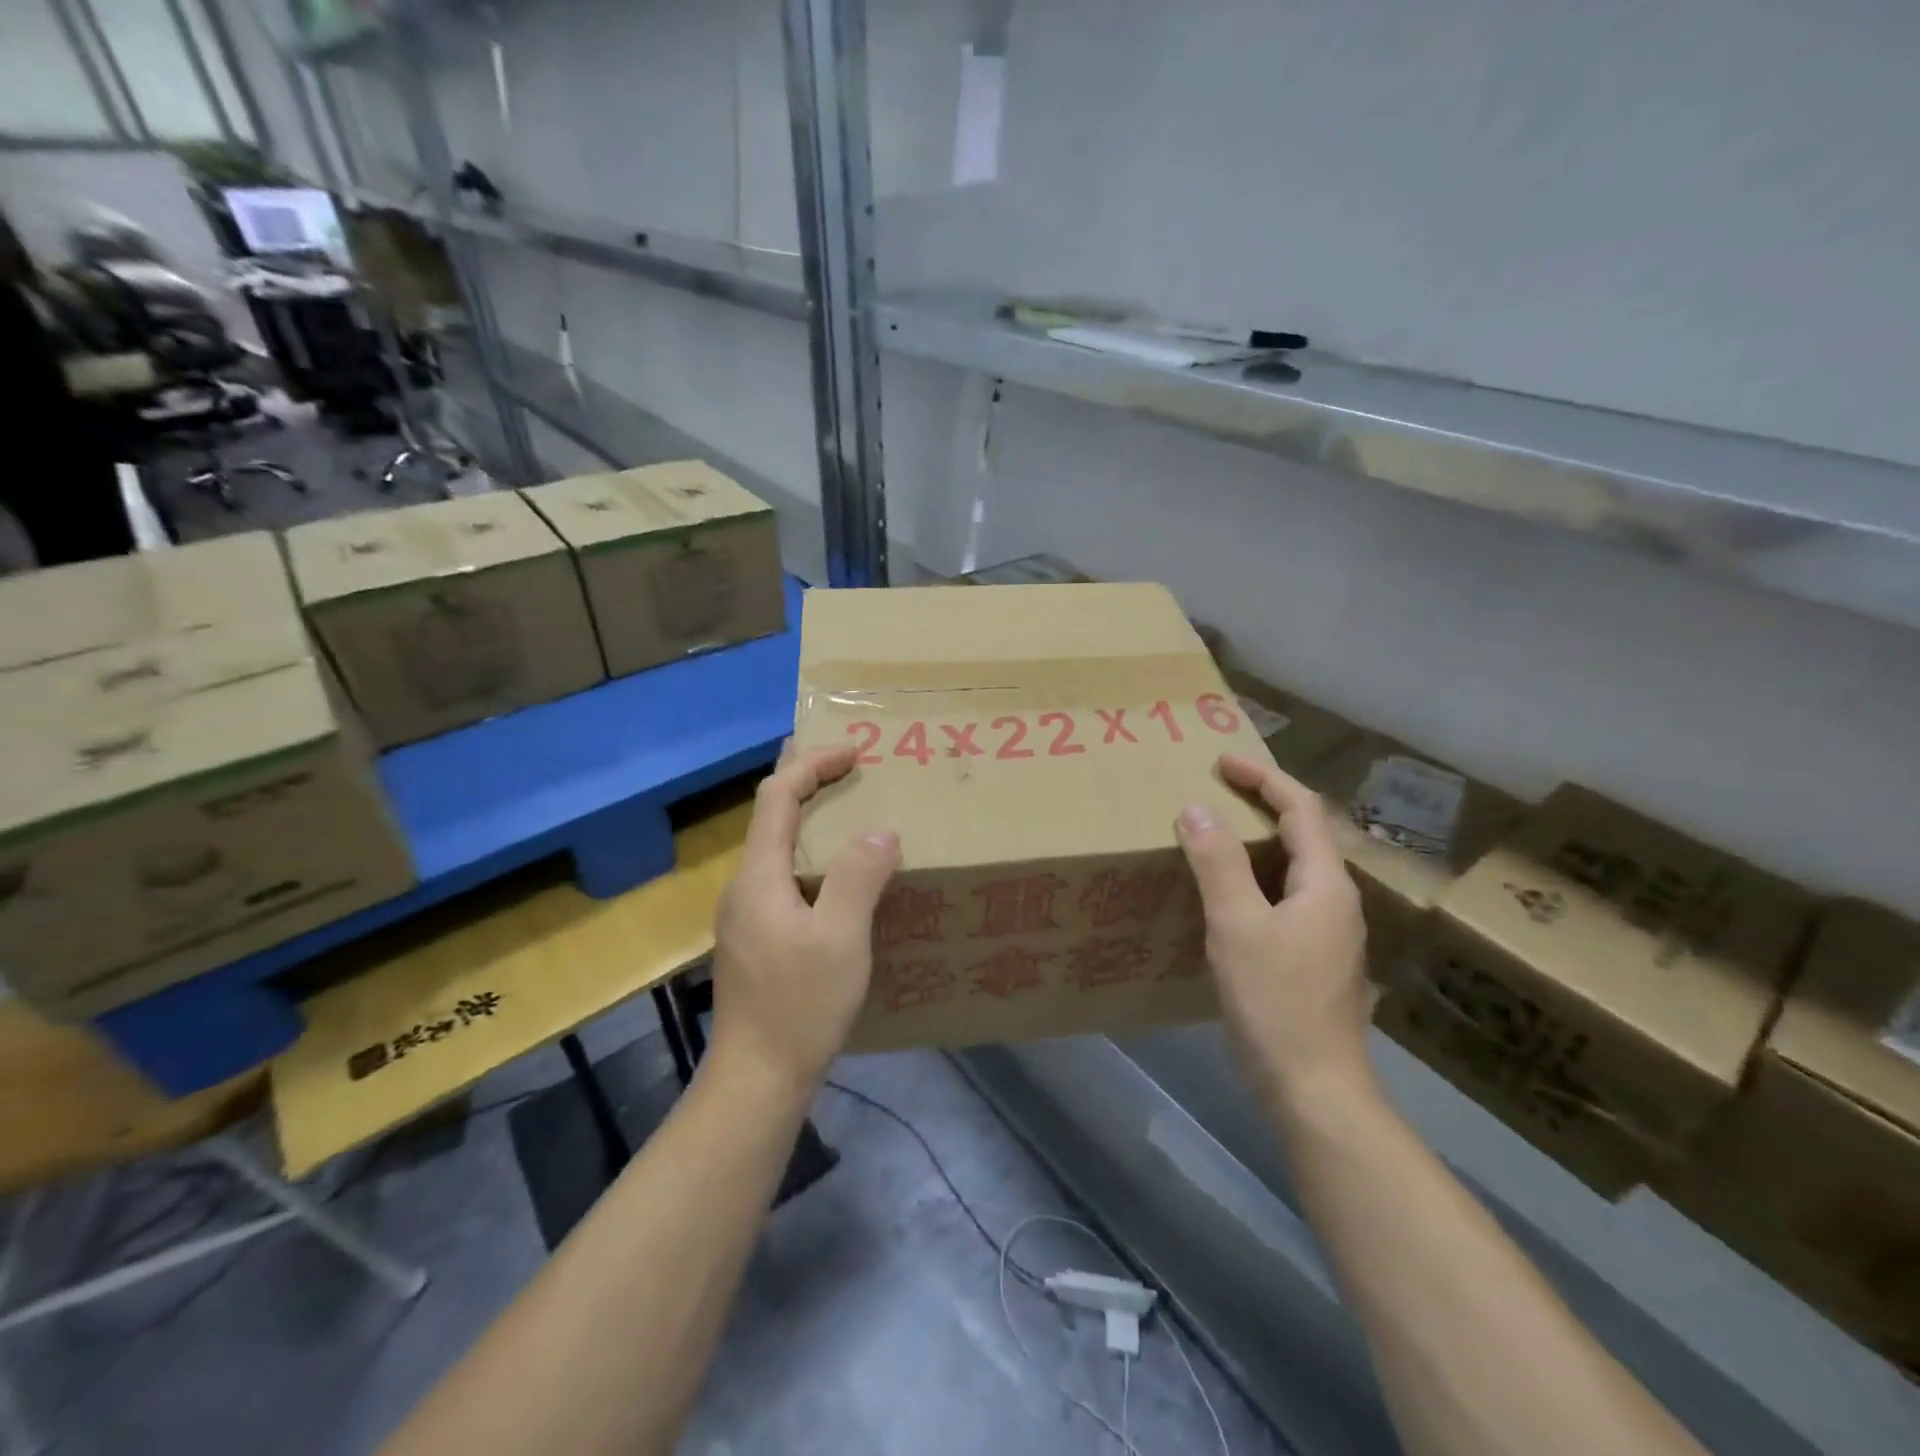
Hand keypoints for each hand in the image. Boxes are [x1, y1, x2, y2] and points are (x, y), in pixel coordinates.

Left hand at [710, 742, 900, 1096]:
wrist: (757, 1078)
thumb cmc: (799, 1005)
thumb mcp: (841, 938)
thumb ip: (859, 877)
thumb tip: (881, 831)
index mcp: (758, 875)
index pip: (777, 796)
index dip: (812, 764)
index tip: (853, 751)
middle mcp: (744, 885)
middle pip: (769, 815)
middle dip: (805, 780)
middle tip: (844, 762)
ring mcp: (745, 914)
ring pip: (775, 846)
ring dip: (808, 817)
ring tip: (847, 809)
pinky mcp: (755, 937)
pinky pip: (782, 875)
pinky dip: (809, 852)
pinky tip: (835, 873)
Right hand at [1176, 753, 1375, 1109]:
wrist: (1313, 1090)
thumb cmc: (1276, 1001)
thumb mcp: (1238, 925)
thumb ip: (1217, 863)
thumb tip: (1196, 808)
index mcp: (1325, 884)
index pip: (1302, 809)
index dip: (1264, 778)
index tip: (1222, 762)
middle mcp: (1334, 901)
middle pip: (1301, 834)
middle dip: (1260, 804)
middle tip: (1212, 791)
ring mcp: (1325, 934)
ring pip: (1289, 869)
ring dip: (1253, 842)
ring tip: (1209, 834)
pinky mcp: (1308, 959)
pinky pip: (1279, 899)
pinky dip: (1251, 879)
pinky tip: (1220, 895)